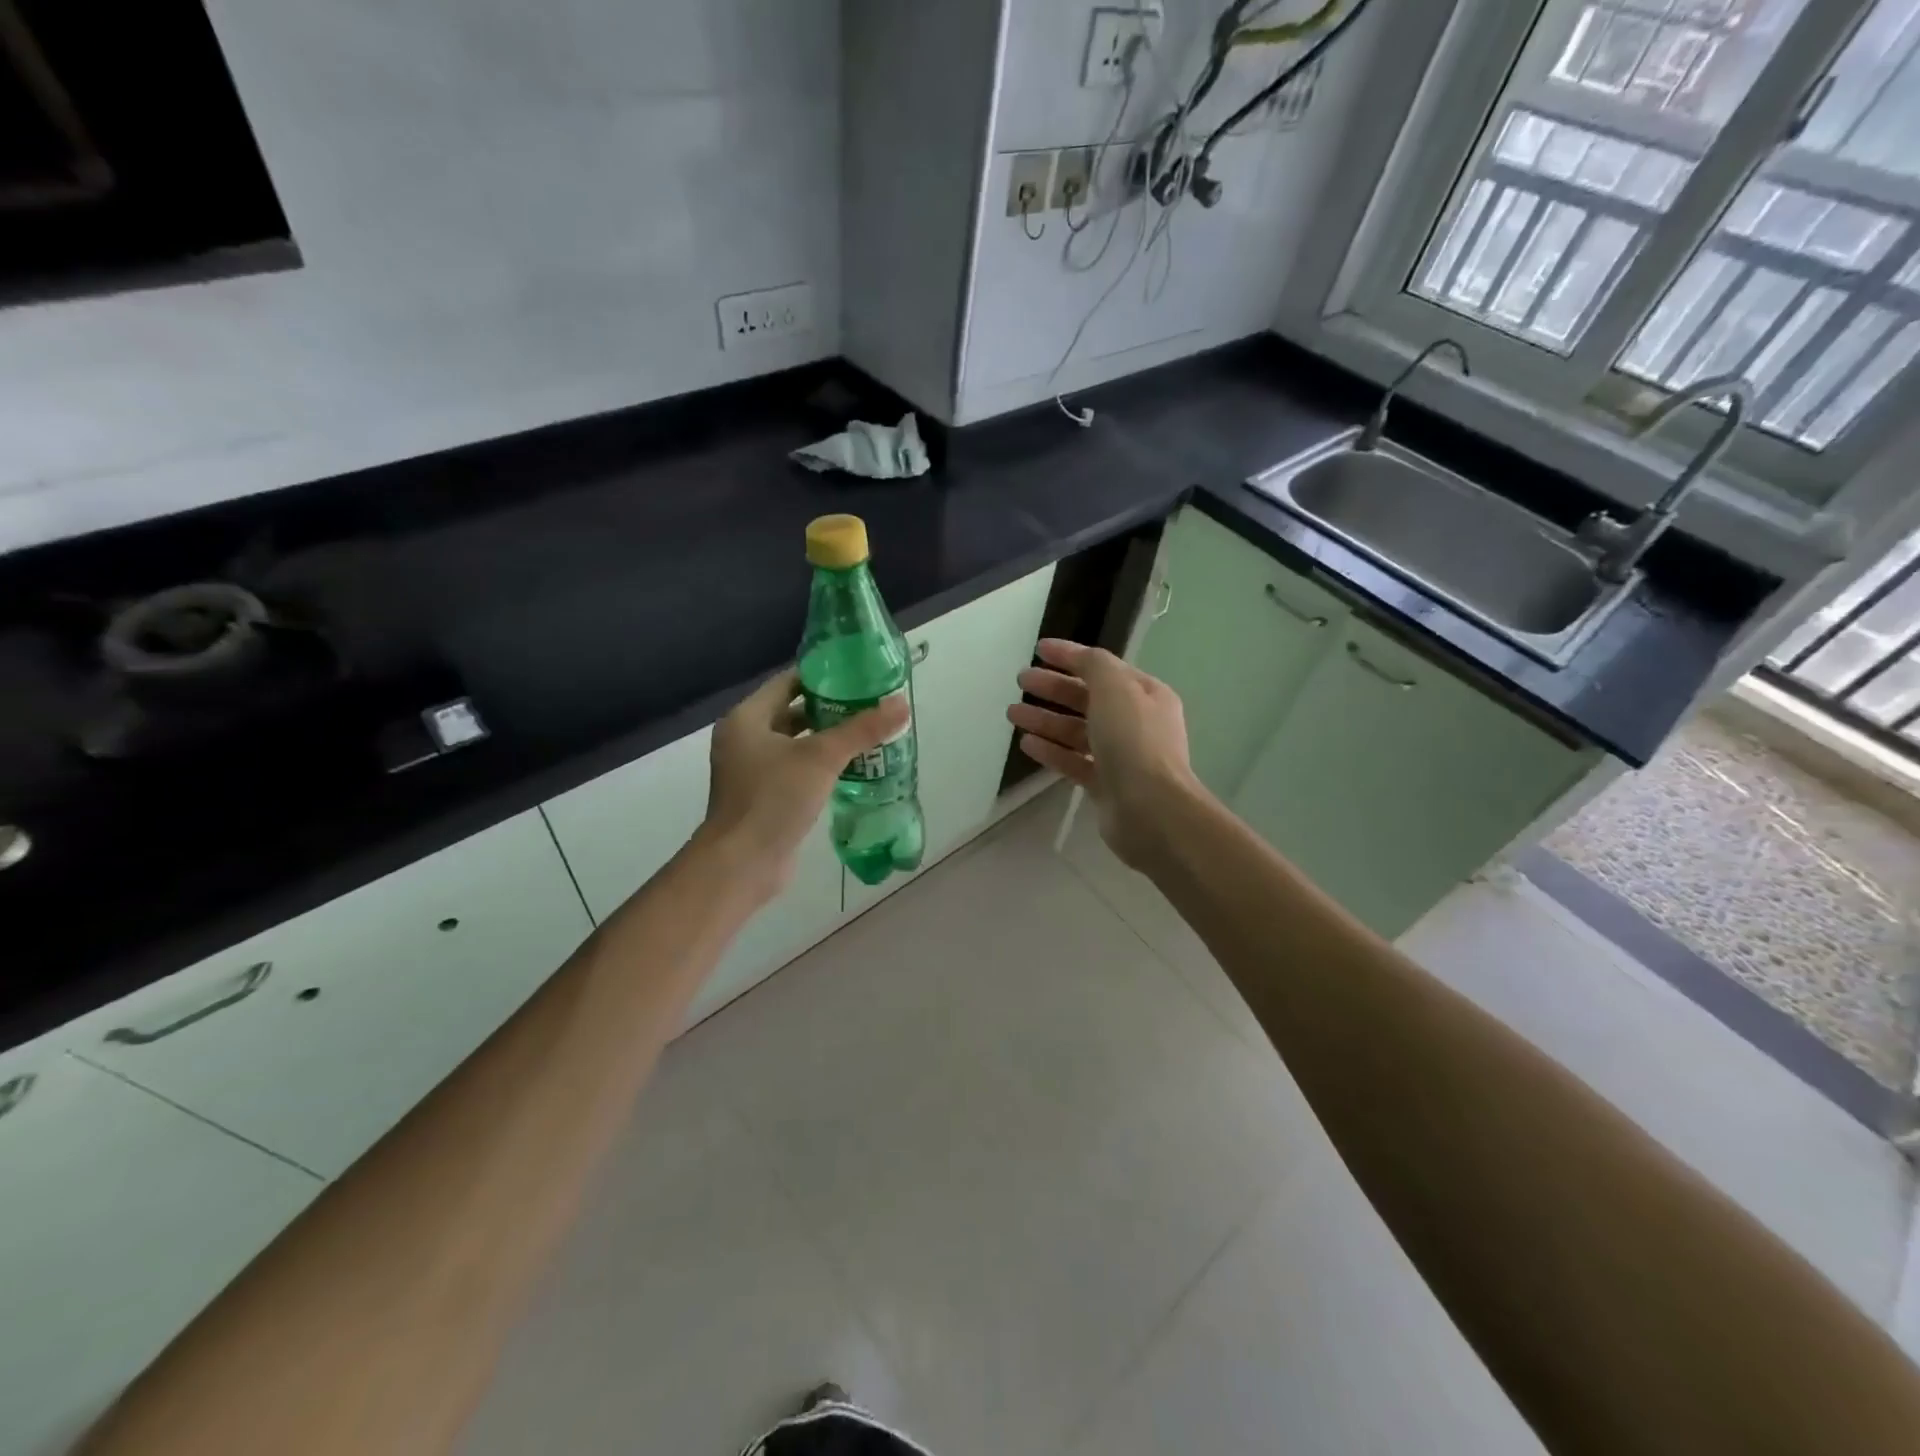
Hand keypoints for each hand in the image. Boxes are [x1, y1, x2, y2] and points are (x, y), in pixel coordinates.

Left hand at [702, 668, 908, 903]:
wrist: (743, 863)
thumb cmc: (775, 799)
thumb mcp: (822, 758)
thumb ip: (861, 730)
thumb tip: (901, 704)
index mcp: (746, 719)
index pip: (787, 682)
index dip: (821, 675)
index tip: (857, 673)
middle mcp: (743, 740)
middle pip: (791, 712)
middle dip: (829, 709)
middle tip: (868, 704)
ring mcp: (750, 771)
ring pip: (794, 744)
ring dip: (826, 739)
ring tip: (866, 733)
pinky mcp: (762, 797)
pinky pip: (794, 770)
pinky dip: (818, 766)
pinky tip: (851, 768)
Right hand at [1006, 638, 1198, 869]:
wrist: (1151, 809)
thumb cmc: (1134, 741)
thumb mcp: (1116, 688)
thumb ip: (1094, 665)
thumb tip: (1080, 658)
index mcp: (1145, 694)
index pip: (1102, 667)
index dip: (1070, 656)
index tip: (1038, 649)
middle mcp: (1136, 723)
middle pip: (1087, 699)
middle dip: (1053, 688)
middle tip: (1021, 681)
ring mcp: (1121, 756)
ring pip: (1077, 731)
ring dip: (1045, 720)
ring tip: (1012, 713)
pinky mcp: (1106, 785)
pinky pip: (1074, 761)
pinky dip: (1052, 751)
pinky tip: (1027, 744)